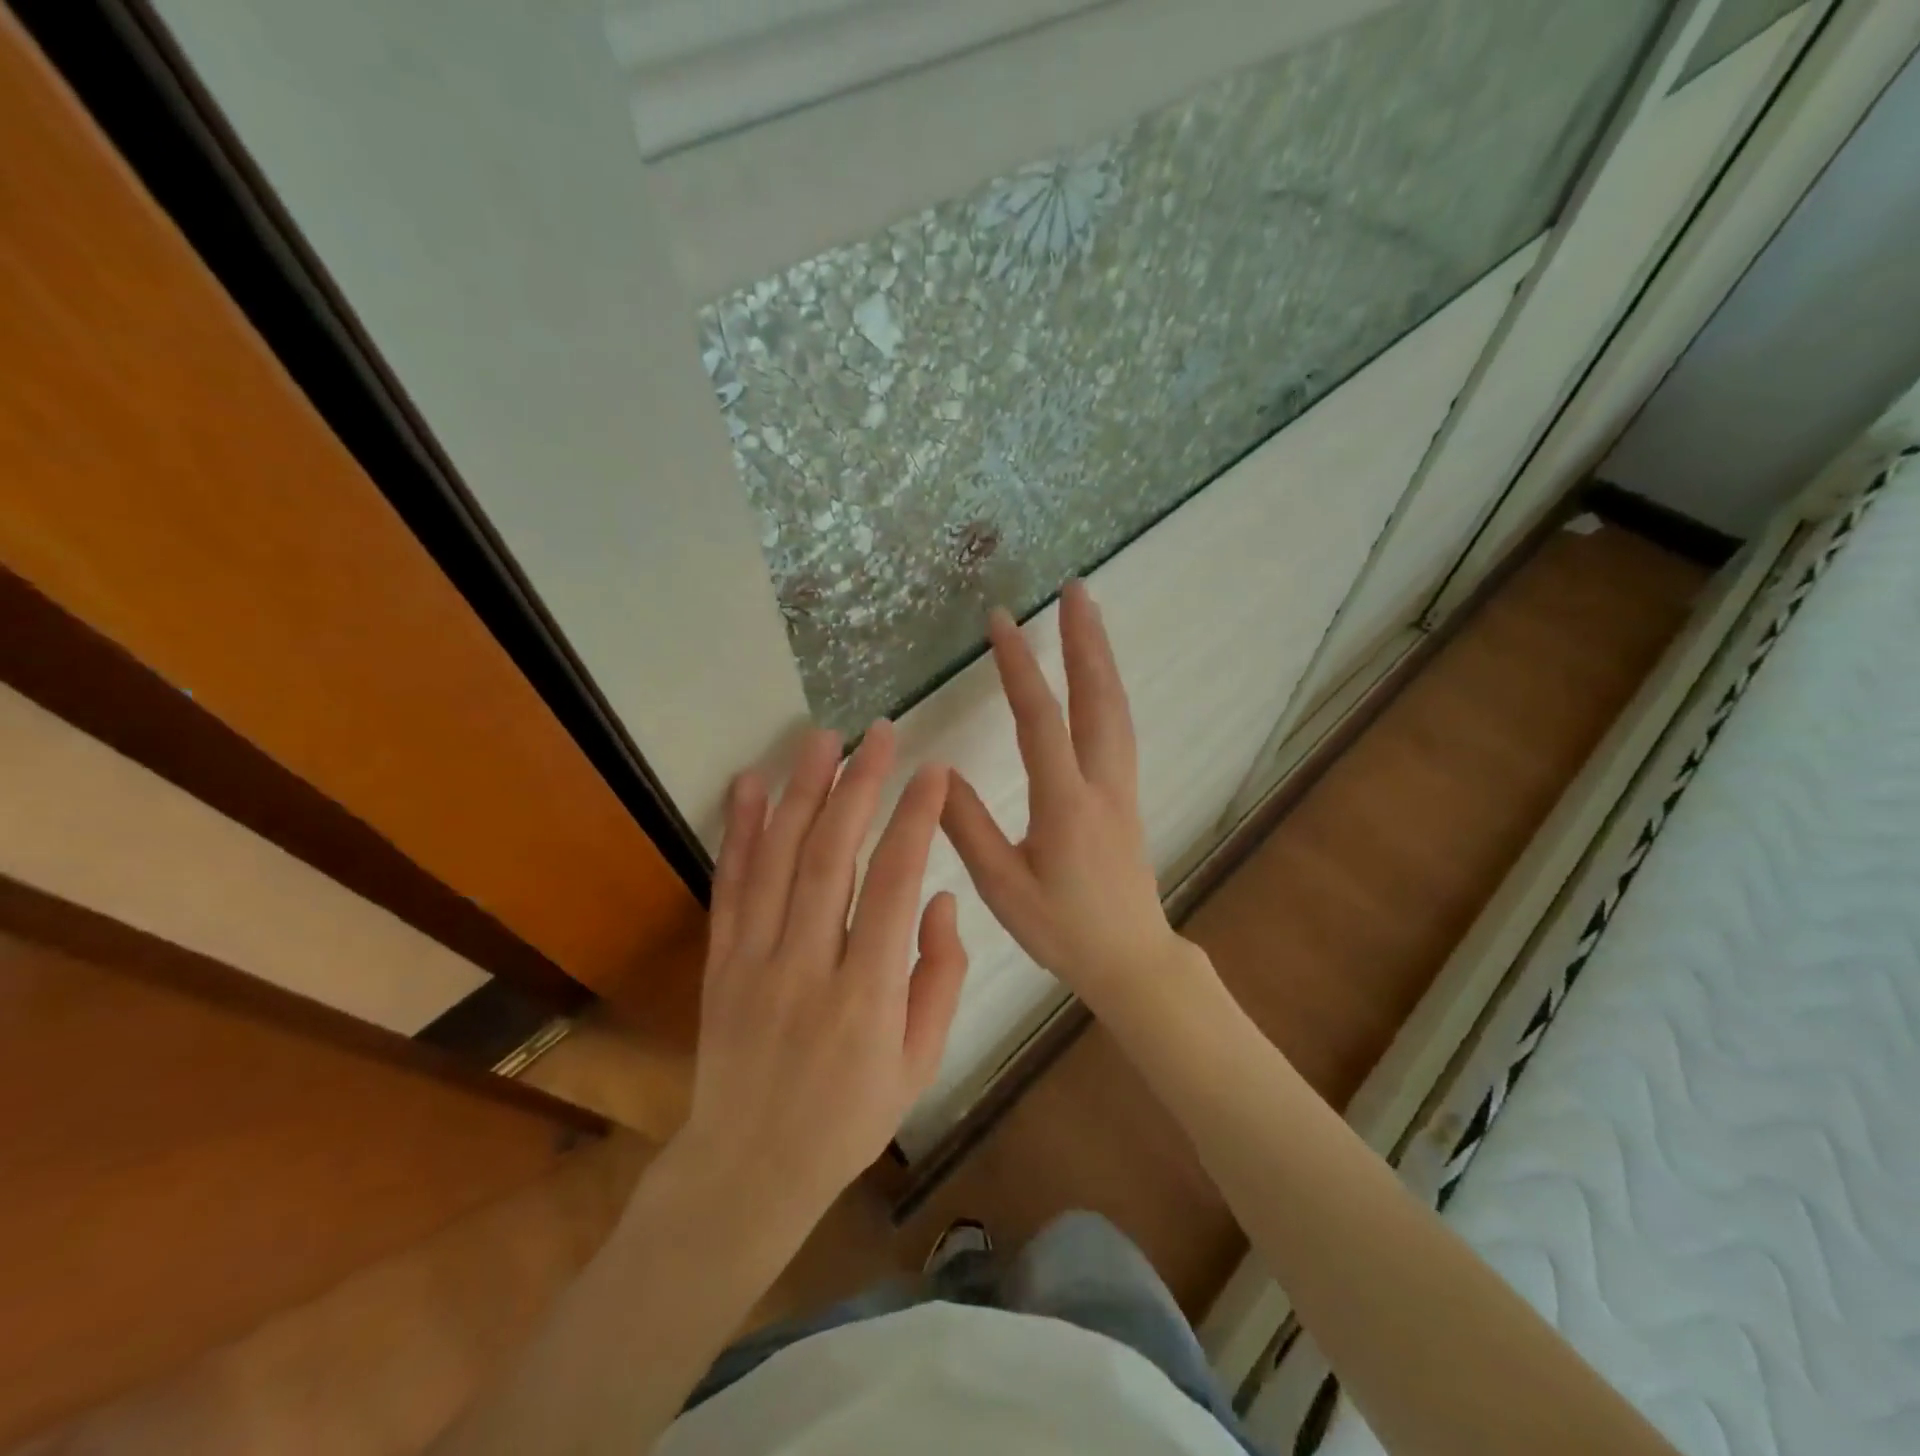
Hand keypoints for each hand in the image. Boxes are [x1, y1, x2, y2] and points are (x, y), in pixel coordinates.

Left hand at [681, 722, 968, 1217]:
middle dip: (859, 786)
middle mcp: (807, 966)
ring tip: (821, 739)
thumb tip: (939, 899)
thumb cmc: (849, 1118)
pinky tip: (749, 785)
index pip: (895, 884)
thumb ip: (940, 977)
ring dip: (800, 792)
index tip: (933, 772)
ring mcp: (754, 960)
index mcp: (867, 995)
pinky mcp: (719, 961)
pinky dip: (739, 831)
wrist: (749, 1169)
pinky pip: (730, 886)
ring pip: (777, 859)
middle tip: (878, 733)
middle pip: (831, 856)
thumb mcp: (919, 1063)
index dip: (915, 820)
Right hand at [943, 581, 1191, 1015]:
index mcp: (1066, 804)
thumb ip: (968, 828)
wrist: (1131, 958)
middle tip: (1075, 588)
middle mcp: (1101, 783)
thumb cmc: (1063, 930)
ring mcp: (1121, 786)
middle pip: (1098, 697)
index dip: (1020, 667)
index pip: (1041, 720)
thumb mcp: (1003, 887)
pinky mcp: (1126, 795)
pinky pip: (1119, 727)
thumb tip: (936, 773)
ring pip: (1116, 708)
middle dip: (1085, 639)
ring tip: (1088, 615)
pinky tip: (1097, 678)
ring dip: (1101, 657)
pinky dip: (1107, 688)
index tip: (1000, 621)